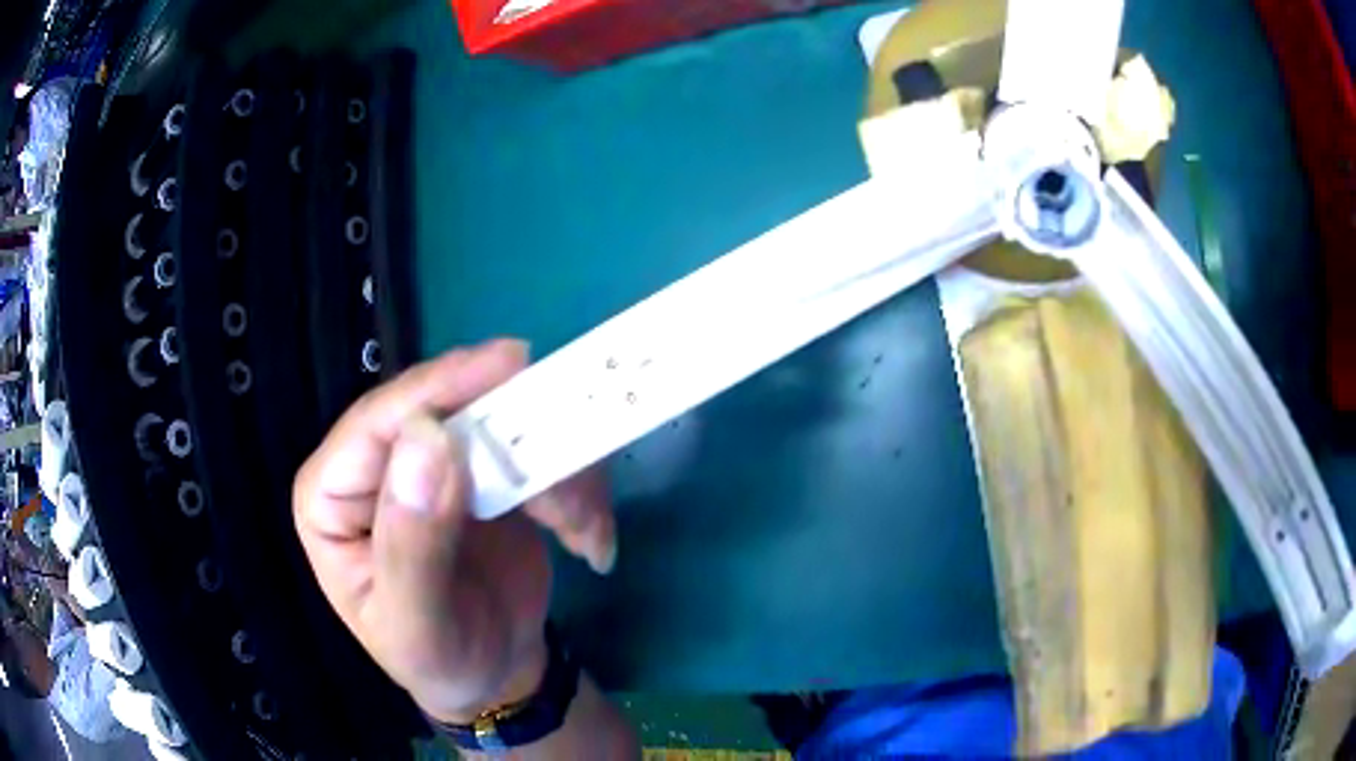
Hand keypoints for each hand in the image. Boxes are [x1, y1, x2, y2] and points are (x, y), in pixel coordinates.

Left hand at [293, 340, 616, 722]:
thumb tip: (428, 439)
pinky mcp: (488, 471)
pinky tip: (587, 538)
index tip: (508, 364)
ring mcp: (437, 464)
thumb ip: (412, 545)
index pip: (375, 423)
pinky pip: (540, 451)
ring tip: (581, 532)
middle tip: (571, 457)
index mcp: (333, 496)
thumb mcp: (418, 627)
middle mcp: (379, 467)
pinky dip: (575, 487)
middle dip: (516, 435)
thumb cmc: (438, 661)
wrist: (493, 677)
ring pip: (504, 424)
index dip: (438, 389)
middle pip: (444, 408)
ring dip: (557, 472)